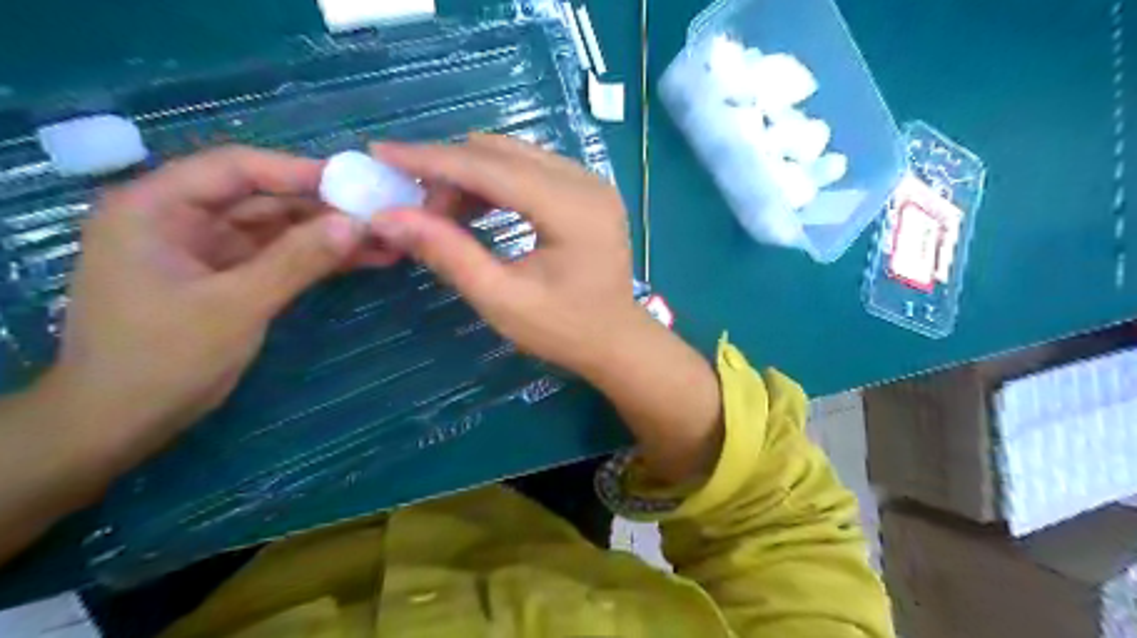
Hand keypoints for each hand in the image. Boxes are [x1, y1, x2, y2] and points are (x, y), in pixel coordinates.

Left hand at [49, 147, 361, 469]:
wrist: (124, 422)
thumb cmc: (163, 358)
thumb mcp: (236, 305)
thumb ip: (297, 260)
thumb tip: (356, 224)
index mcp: (156, 208)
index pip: (234, 169)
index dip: (296, 170)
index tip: (355, 182)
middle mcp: (182, 219)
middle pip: (263, 198)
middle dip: (323, 207)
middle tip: (380, 213)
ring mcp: (208, 250)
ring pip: (279, 229)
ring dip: (329, 235)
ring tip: (385, 237)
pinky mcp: (230, 277)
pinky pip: (281, 257)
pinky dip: (319, 259)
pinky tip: (363, 259)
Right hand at [366, 134, 717, 483]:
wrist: (616, 340)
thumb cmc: (564, 330)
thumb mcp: (502, 300)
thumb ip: (449, 254)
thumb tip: (388, 217)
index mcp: (573, 209)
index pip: (491, 168)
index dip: (432, 159)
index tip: (381, 152)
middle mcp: (586, 182)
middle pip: (501, 153)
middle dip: (449, 171)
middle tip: (414, 205)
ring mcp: (590, 182)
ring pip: (513, 156)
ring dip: (470, 175)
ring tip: (442, 214)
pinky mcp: (587, 189)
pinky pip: (529, 169)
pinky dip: (494, 182)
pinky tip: (474, 210)